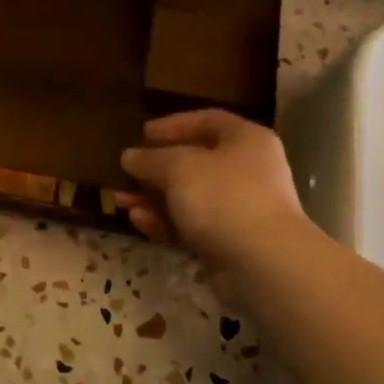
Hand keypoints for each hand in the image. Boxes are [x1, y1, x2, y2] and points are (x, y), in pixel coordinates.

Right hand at [118, 109, 309, 293]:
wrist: (263, 263)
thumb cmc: (223, 196)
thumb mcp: (178, 167)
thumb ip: (150, 159)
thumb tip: (130, 156)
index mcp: (246, 141)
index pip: (207, 121)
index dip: (174, 124)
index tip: (143, 133)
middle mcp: (248, 171)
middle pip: (195, 162)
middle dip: (155, 169)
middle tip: (126, 173)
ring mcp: (240, 209)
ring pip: (189, 197)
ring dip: (153, 198)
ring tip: (120, 201)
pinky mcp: (230, 242)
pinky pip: (192, 225)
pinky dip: (165, 222)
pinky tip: (138, 221)